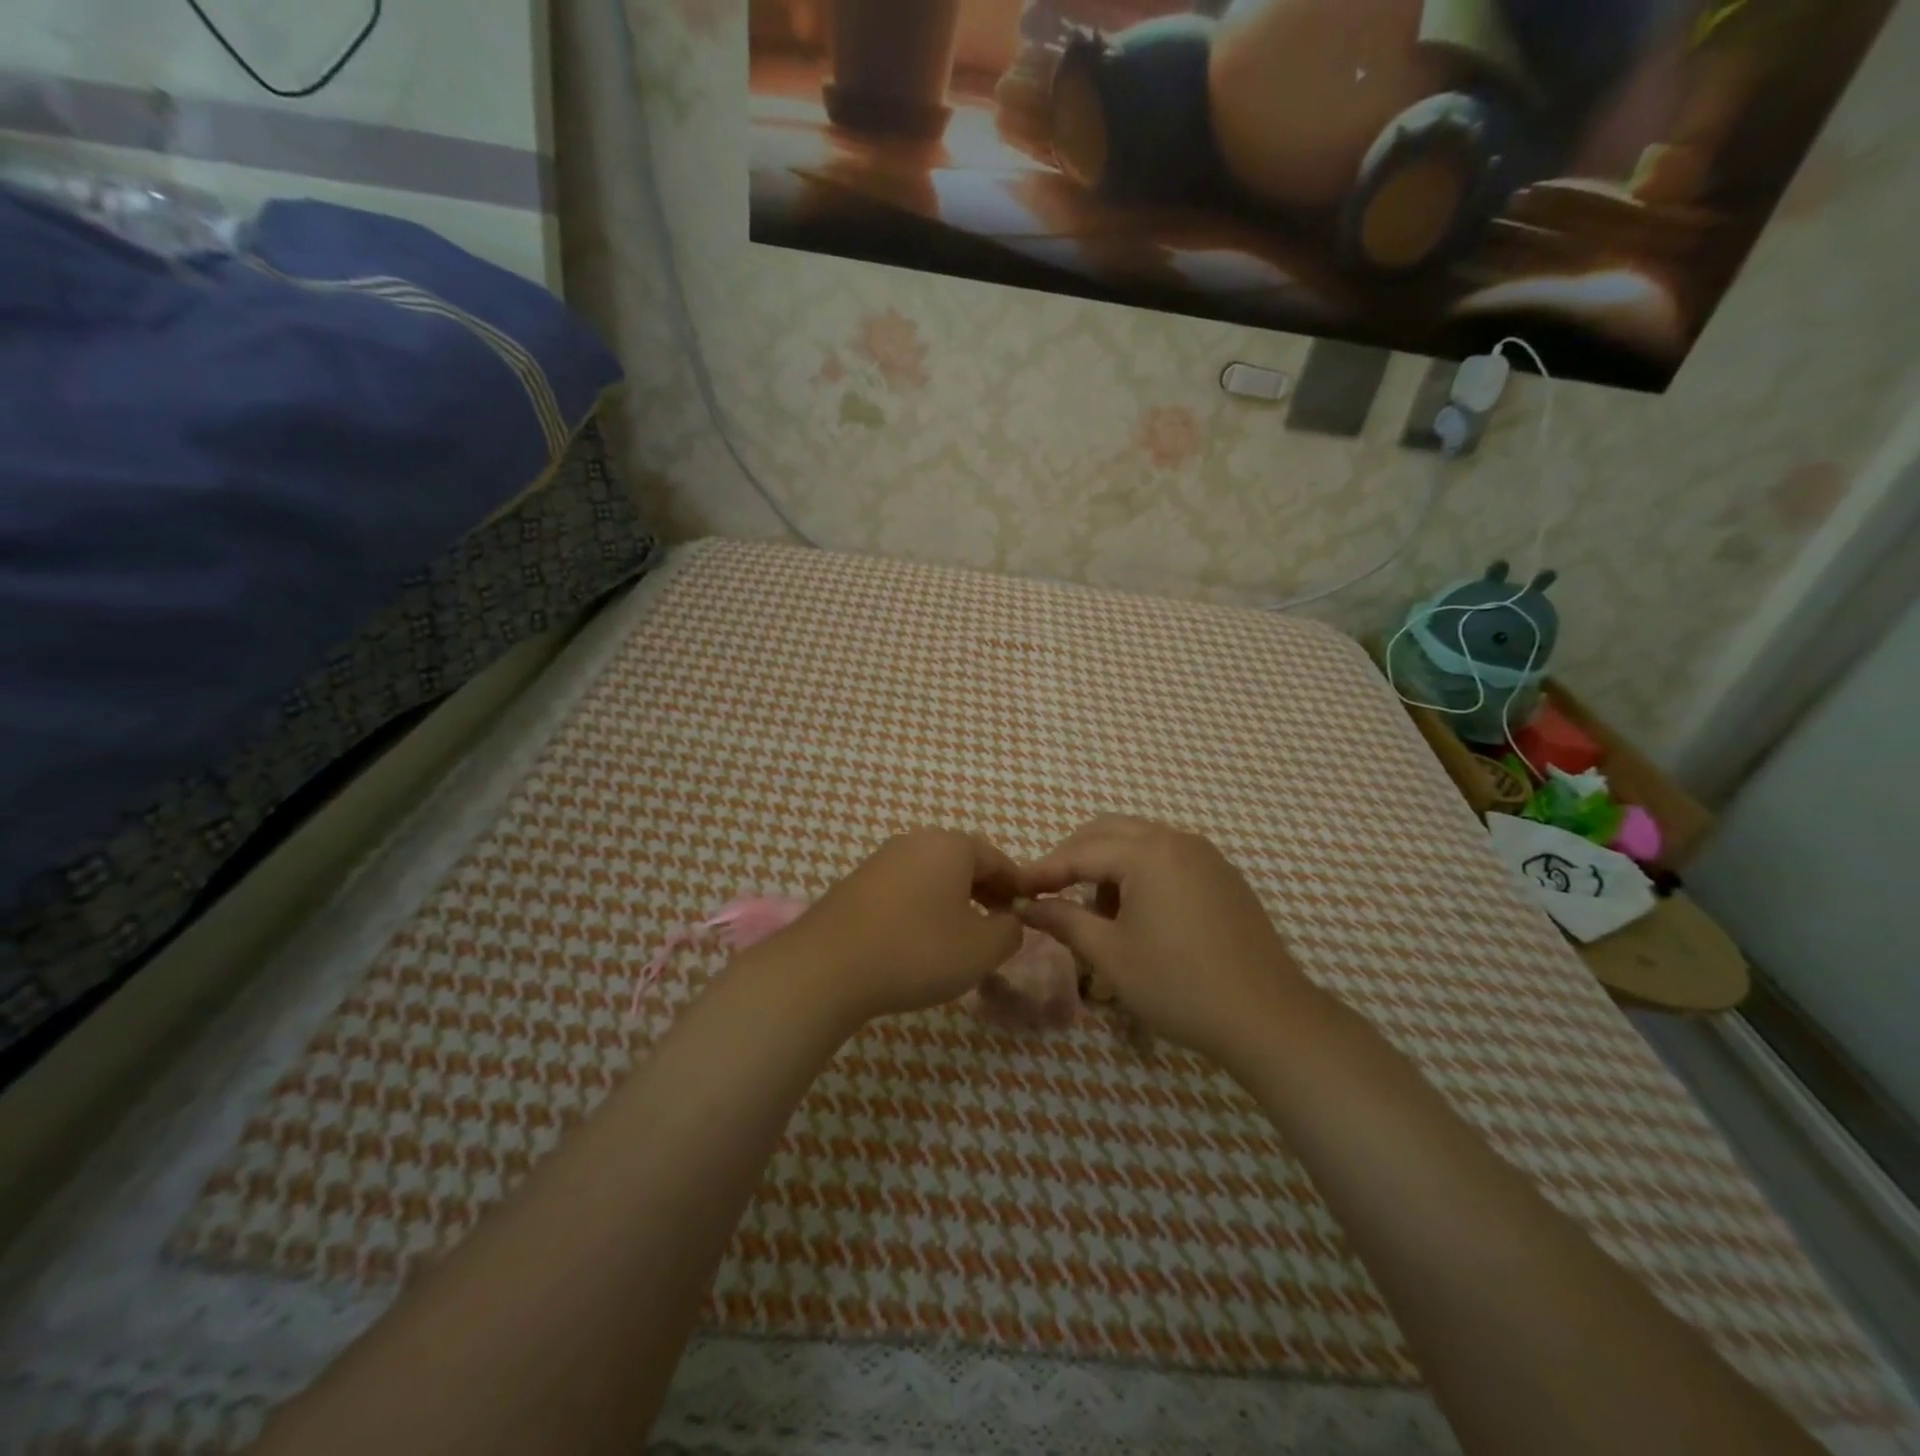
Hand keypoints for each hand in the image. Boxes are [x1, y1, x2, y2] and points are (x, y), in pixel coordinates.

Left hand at [773, 830, 1024, 1027]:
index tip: (1027, 916)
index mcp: (951, 846)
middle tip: (997, 929)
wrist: (826, 967)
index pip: (998, 860)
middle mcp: (915, 841)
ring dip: (953, 902)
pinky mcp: (856, 883)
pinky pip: (904, 889)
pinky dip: (921, 908)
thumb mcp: (981, 949)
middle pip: (963, 863)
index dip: (1017, 888)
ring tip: (959, 940)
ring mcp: (881, 860)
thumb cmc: (917, 951)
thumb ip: (1010, 931)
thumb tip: (1010, 921)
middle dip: (985, 893)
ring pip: (932, 876)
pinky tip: (918, 942)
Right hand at [1014, 815, 1312, 1066]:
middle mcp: (1176, 839)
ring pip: (1139, 842)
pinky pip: (1167, 857)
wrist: (1267, 1018)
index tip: (1014, 889)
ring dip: (1108, 865)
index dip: (1043, 871)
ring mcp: (1205, 855)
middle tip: (1049, 893)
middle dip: (1073, 858)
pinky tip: (1137, 914)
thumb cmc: (1178, 985)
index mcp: (1147, 852)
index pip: (1079, 852)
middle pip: (1108, 832)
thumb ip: (1062, 920)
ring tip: (1096, 913)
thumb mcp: (1109, 955)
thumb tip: (1024, 905)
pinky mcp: (1223, 876)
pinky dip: (1140, 873)